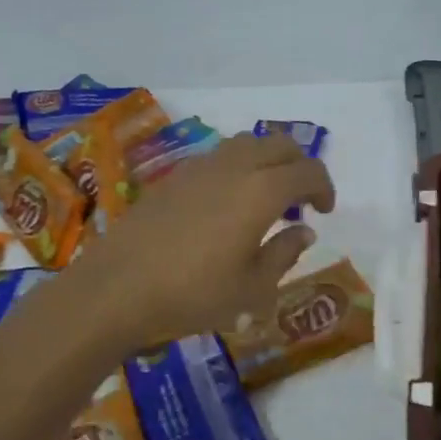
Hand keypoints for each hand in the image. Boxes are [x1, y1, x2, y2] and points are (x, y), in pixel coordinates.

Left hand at [67, 132, 335, 344]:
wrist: (116, 289)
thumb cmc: (193, 294)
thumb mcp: (252, 288)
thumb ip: (284, 253)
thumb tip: (303, 231)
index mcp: (262, 191)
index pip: (308, 170)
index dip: (324, 188)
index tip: (324, 212)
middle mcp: (234, 167)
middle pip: (280, 145)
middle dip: (299, 166)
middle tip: (300, 201)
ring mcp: (200, 167)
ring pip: (247, 144)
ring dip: (267, 163)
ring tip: (264, 199)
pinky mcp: (173, 177)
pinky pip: (219, 157)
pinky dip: (237, 169)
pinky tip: (226, 205)